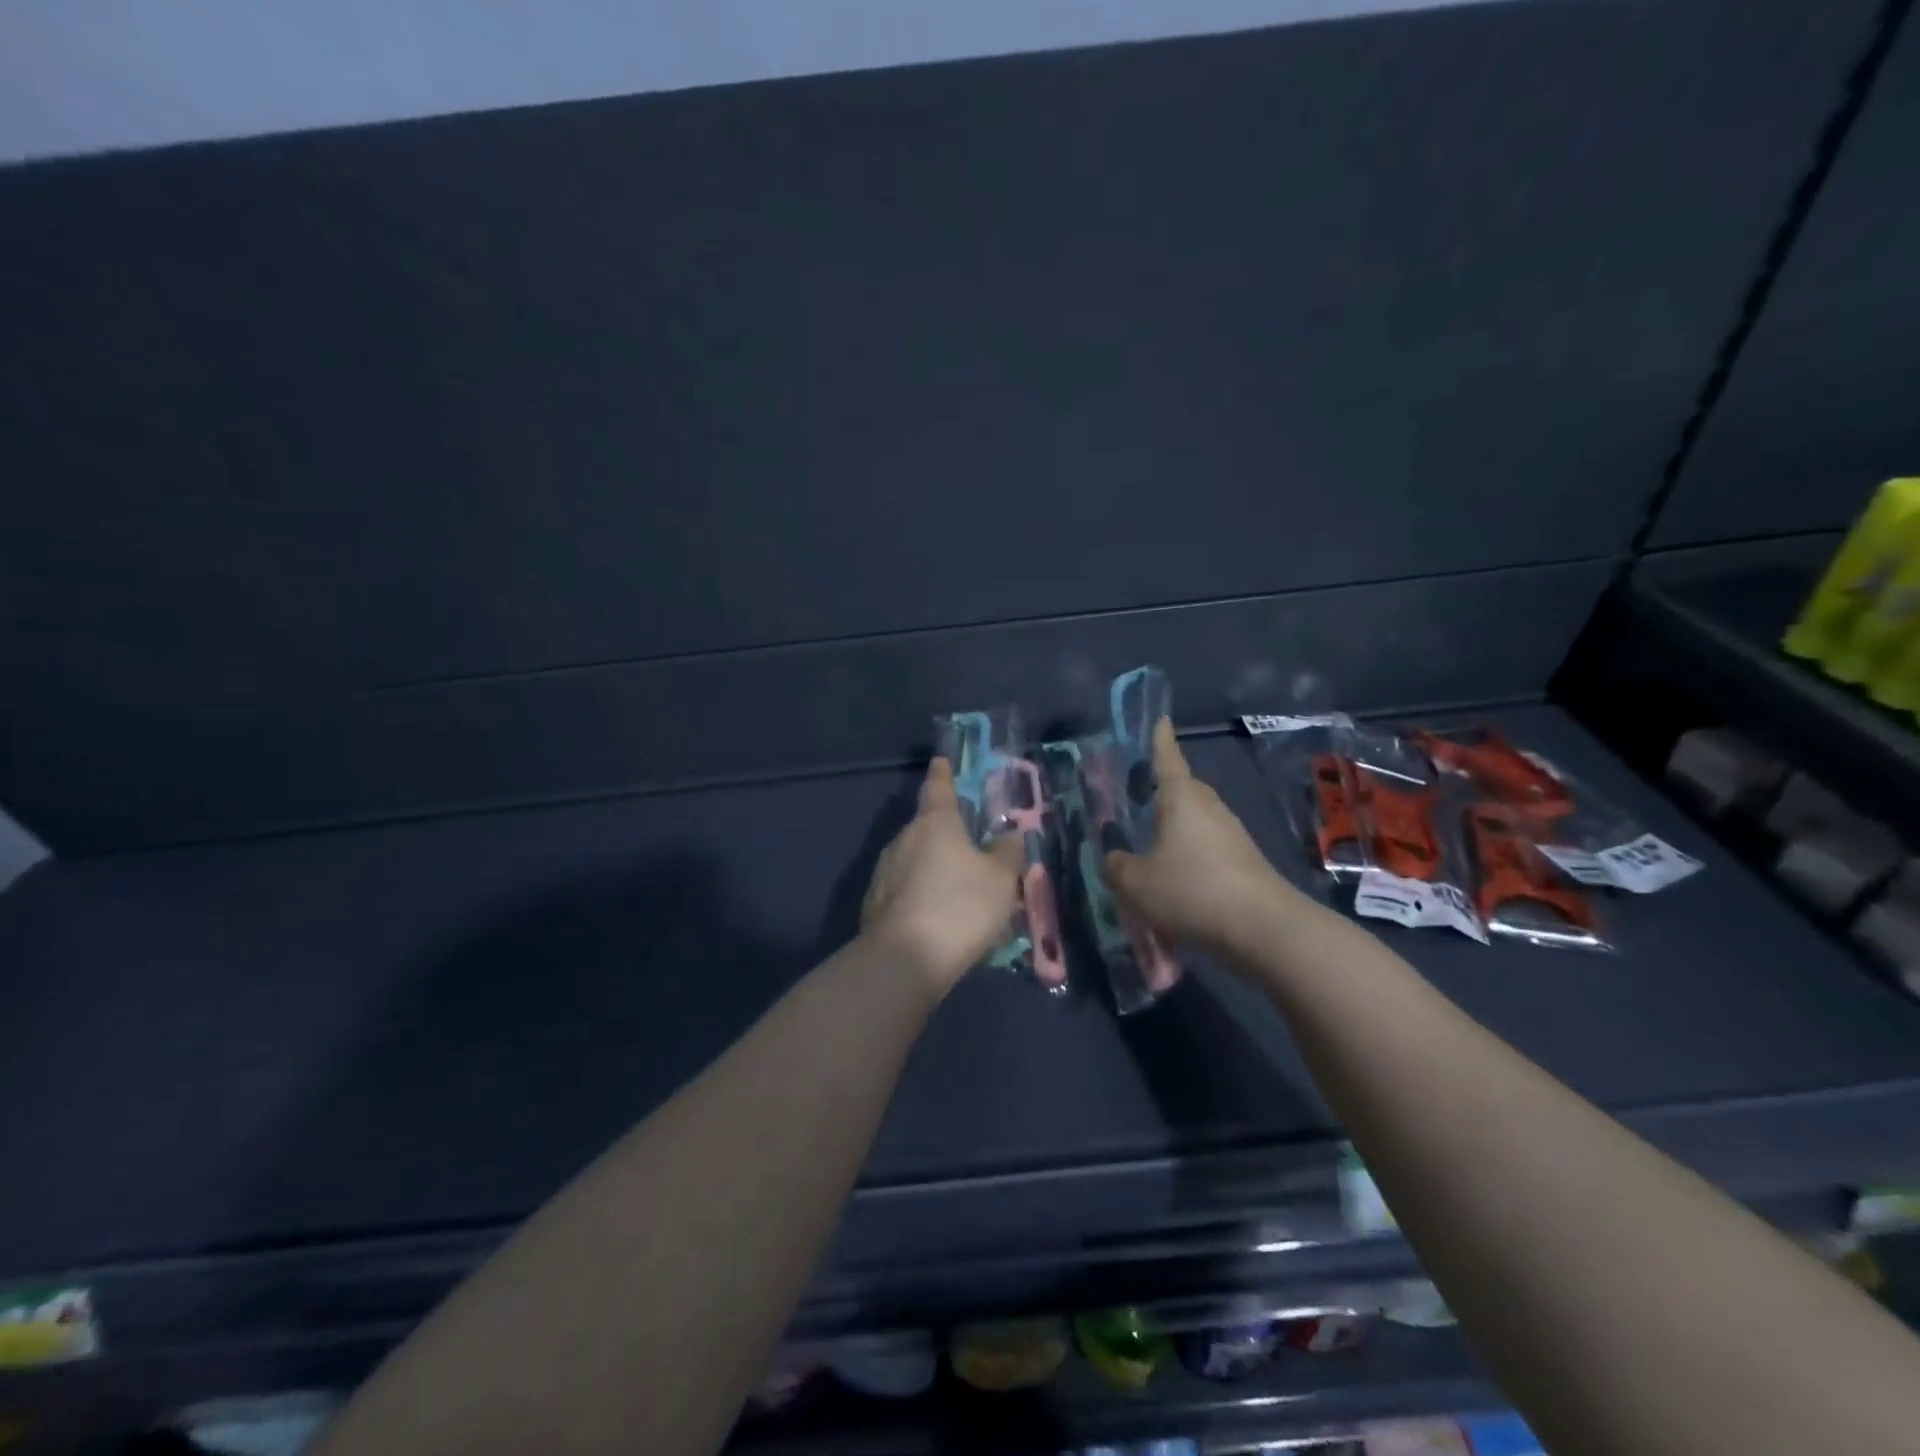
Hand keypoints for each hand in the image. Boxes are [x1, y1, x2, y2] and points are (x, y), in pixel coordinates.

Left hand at [862, 758, 1024, 993]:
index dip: (942, 774)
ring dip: (934, 869)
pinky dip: (920, 896)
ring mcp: (884, 871)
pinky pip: (904, 890)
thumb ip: (1007, 853)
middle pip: (927, 827)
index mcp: (934, 823)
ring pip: (915, 860)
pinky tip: (936, 919)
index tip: (940, 762)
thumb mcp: (1000, 879)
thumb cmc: (960, 906)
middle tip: (971, 851)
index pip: (938, 787)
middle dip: (946, 835)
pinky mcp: (874, 903)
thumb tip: (1009, 837)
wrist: (904, 960)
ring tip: (958, 893)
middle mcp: (904, 839)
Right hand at [1104, 721, 1302, 958]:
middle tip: (1143, 794)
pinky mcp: (1245, 861)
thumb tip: (1113, 859)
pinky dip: (1192, 853)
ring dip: (1178, 827)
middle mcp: (1209, 808)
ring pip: (1199, 819)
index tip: (1162, 720)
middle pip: (1186, 789)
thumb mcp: (1136, 883)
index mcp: (1181, 800)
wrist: (1263, 927)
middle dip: (1166, 789)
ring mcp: (1233, 834)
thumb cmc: (1192, 890)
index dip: (1160, 741)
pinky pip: (1210, 846)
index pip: (1167, 760)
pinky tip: (1179, 877)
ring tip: (1155, 844)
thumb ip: (1117, 867)